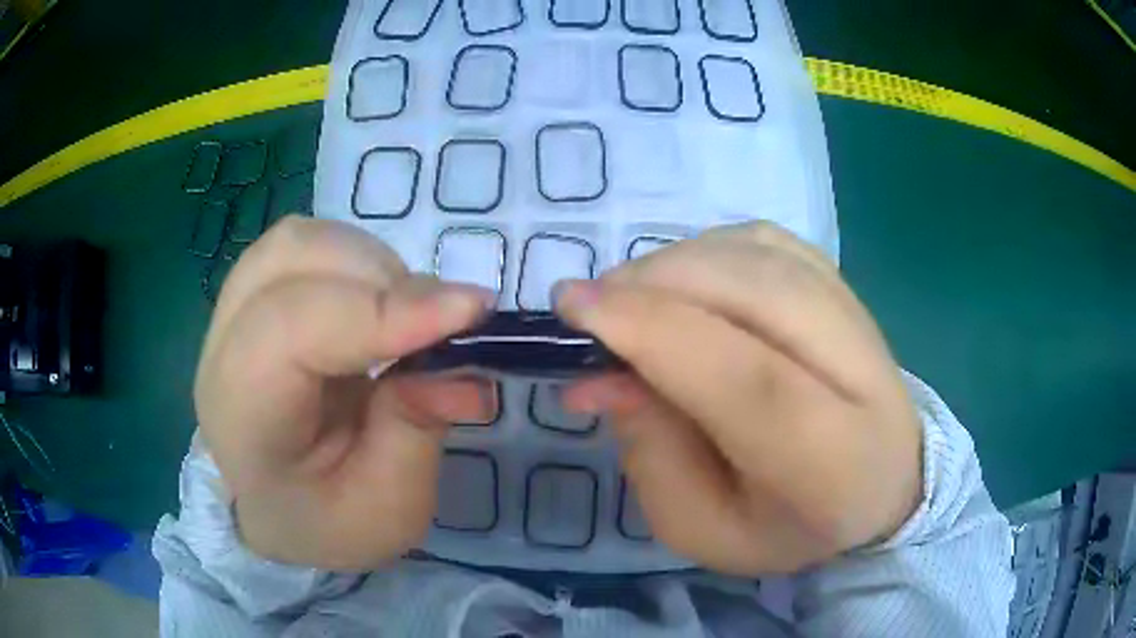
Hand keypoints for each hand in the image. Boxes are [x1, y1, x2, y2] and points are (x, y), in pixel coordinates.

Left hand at [194, 217, 494, 570]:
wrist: (276, 509)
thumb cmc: (324, 520)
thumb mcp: (385, 511)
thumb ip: (416, 435)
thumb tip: (463, 368)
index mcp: (242, 415)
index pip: (291, 327)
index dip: (380, 309)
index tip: (469, 312)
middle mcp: (224, 348)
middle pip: (290, 258)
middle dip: (381, 278)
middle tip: (441, 322)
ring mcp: (233, 313)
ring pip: (298, 240)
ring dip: (369, 262)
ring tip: (407, 314)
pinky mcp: (255, 298)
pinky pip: (305, 247)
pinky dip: (355, 259)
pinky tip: (377, 302)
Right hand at [556, 222, 921, 574]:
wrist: (879, 486)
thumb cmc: (789, 526)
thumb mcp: (703, 528)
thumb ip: (651, 456)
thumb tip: (603, 374)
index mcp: (830, 460)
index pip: (745, 378)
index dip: (652, 330)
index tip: (573, 307)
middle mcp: (860, 375)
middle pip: (755, 293)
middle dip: (654, 284)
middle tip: (592, 305)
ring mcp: (861, 317)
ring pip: (758, 255)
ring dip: (675, 263)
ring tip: (633, 300)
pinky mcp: (847, 288)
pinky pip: (767, 242)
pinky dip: (710, 250)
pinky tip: (686, 284)